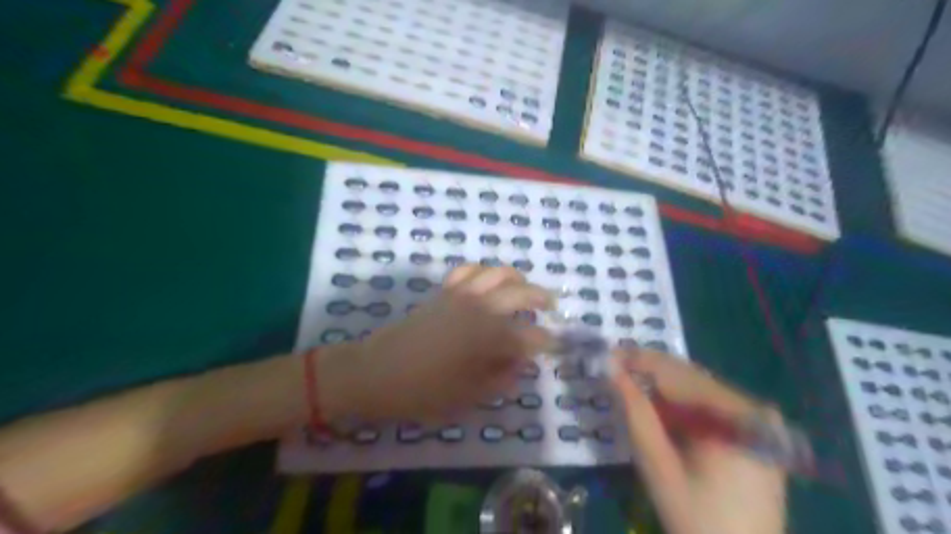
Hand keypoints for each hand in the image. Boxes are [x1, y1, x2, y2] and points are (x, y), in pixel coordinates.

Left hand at [322, 264, 554, 423]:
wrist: (376, 372)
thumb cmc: (422, 391)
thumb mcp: (467, 396)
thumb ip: (500, 379)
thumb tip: (520, 365)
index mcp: (488, 337)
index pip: (530, 337)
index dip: (546, 342)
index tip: (556, 347)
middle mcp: (480, 309)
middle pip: (521, 293)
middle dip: (541, 298)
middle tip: (550, 308)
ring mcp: (460, 295)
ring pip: (497, 272)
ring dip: (516, 277)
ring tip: (524, 288)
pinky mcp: (443, 292)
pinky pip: (467, 270)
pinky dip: (482, 271)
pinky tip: (486, 281)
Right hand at [609, 348, 787, 533]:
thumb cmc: (700, 521)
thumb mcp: (658, 466)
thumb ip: (635, 413)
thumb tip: (611, 369)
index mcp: (735, 415)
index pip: (676, 372)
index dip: (637, 360)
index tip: (605, 356)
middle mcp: (753, 407)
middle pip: (689, 376)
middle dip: (648, 373)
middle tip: (613, 373)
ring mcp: (760, 419)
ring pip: (698, 388)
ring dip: (662, 389)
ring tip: (630, 392)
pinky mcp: (757, 432)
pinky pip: (710, 405)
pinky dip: (681, 405)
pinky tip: (661, 414)